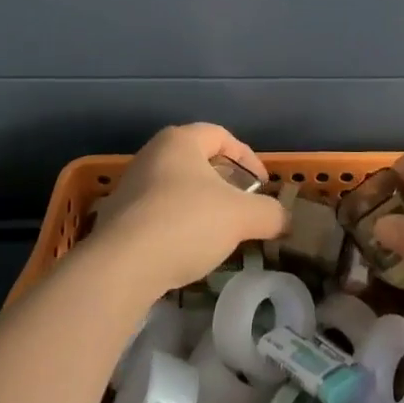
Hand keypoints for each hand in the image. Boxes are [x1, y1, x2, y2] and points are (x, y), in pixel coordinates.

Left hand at [95, 123, 287, 297]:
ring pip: (177, 188)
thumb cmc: (185, 222)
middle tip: (243, 207)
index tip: (262, 185)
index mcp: (180, 141)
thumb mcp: (241, 217)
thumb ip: (269, 213)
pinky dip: (178, 225)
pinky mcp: (117, 218)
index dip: (247, 157)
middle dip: (224, 183)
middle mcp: (152, 154)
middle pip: (197, 161)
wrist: (120, 267)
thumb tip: (285, 219)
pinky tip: (187, 250)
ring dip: (201, 206)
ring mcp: (130, 186)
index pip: (221, 135)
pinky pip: (157, 213)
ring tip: (219, 232)